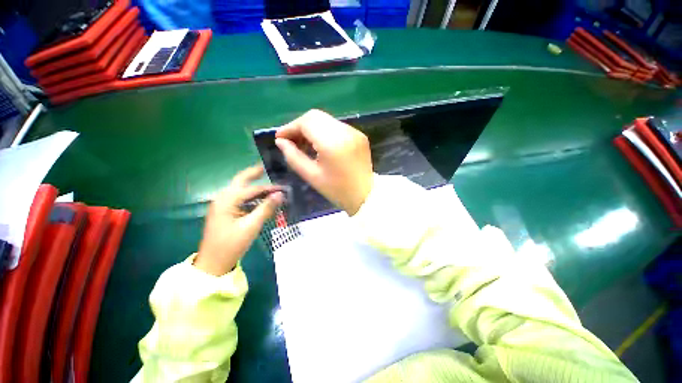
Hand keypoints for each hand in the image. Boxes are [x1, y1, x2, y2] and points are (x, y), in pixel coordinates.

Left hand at [195, 166, 283, 275]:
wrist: (213, 263)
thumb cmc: (232, 244)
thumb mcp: (251, 226)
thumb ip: (266, 208)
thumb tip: (280, 194)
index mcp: (227, 200)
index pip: (253, 189)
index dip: (270, 188)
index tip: (284, 188)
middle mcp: (223, 198)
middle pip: (241, 181)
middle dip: (254, 173)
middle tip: (268, 168)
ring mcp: (222, 204)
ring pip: (240, 189)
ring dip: (254, 186)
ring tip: (269, 184)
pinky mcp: (225, 211)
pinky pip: (240, 198)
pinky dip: (251, 196)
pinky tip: (261, 198)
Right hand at [275, 109, 372, 215]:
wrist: (365, 196)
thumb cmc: (337, 190)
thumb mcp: (312, 176)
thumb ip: (293, 156)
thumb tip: (281, 142)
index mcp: (333, 143)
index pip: (307, 122)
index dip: (290, 127)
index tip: (280, 138)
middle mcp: (345, 131)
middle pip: (316, 116)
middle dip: (300, 126)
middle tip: (291, 142)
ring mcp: (354, 132)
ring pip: (326, 120)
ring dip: (312, 128)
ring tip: (304, 144)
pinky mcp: (359, 135)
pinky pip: (336, 127)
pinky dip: (324, 132)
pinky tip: (320, 145)